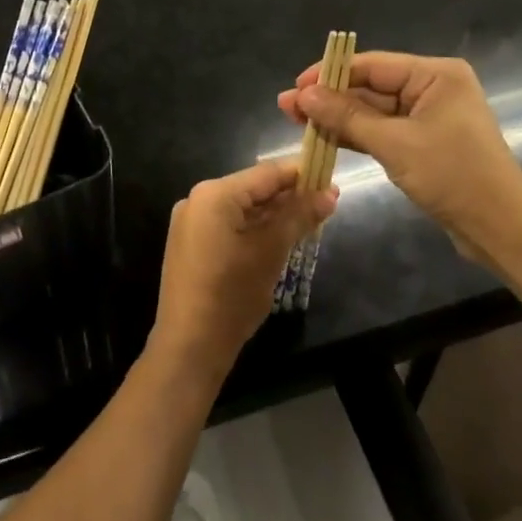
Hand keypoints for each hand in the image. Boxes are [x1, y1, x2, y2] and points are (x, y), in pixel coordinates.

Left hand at [151, 162, 335, 384]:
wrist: (189, 346)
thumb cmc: (232, 294)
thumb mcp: (271, 252)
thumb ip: (299, 217)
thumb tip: (330, 193)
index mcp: (214, 194)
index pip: (266, 173)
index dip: (301, 175)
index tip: (331, 179)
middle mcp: (198, 199)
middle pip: (253, 189)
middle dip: (289, 196)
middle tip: (327, 204)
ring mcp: (191, 222)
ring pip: (242, 209)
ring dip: (274, 214)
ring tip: (310, 221)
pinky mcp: (191, 244)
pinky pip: (229, 225)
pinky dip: (254, 229)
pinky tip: (280, 237)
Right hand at [278, 52, 521, 256]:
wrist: (499, 226)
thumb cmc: (452, 175)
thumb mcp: (394, 143)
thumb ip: (347, 117)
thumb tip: (304, 95)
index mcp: (435, 75)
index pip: (372, 64)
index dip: (330, 74)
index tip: (295, 86)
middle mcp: (432, 88)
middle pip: (371, 86)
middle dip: (330, 98)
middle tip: (286, 107)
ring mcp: (428, 116)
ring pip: (373, 111)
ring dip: (338, 118)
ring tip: (296, 120)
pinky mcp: (423, 142)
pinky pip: (383, 131)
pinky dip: (356, 135)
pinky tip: (323, 137)